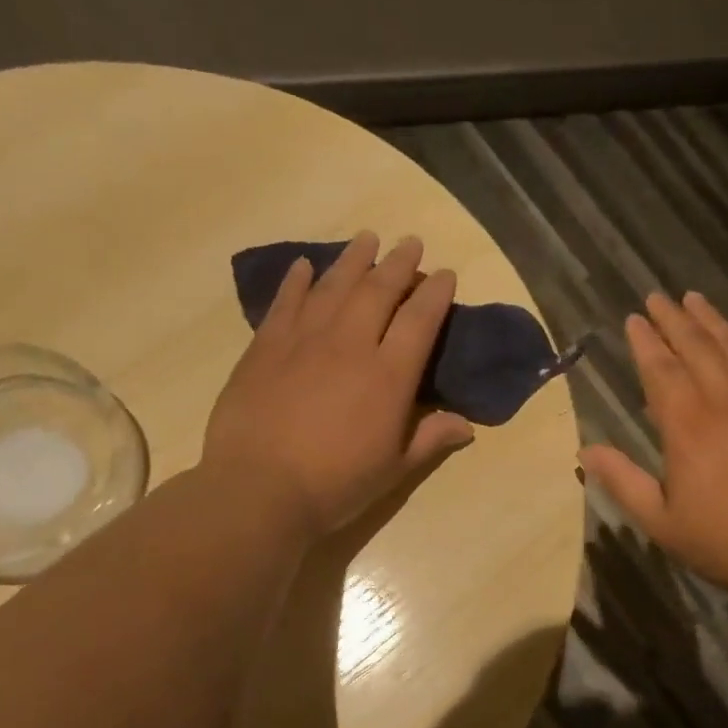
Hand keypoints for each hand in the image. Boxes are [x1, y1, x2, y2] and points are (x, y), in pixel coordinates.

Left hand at [202, 232, 473, 540]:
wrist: (259, 489)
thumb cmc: (336, 485)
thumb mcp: (394, 470)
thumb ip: (430, 440)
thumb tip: (467, 426)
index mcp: (389, 376)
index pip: (420, 320)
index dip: (435, 292)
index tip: (444, 273)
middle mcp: (350, 344)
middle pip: (379, 290)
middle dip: (399, 263)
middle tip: (410, 242)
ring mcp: (304, 340)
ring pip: (334, 285)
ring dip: (354, 259)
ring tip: (367, 238)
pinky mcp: (266, 346)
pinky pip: (286, 302)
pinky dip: (297, 280)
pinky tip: (304, 265)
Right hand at [580, 292, 727, 603]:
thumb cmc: (727, 543)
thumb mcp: (662, 523)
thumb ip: (623, 482)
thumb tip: (584, 452)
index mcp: (688, 426)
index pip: (661, 370)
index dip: (645, 342)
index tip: (634, 318)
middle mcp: (726, 402)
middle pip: (697, 348)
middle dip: (674, 320)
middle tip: (658, 297)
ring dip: (712, 321)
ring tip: (695, 299)